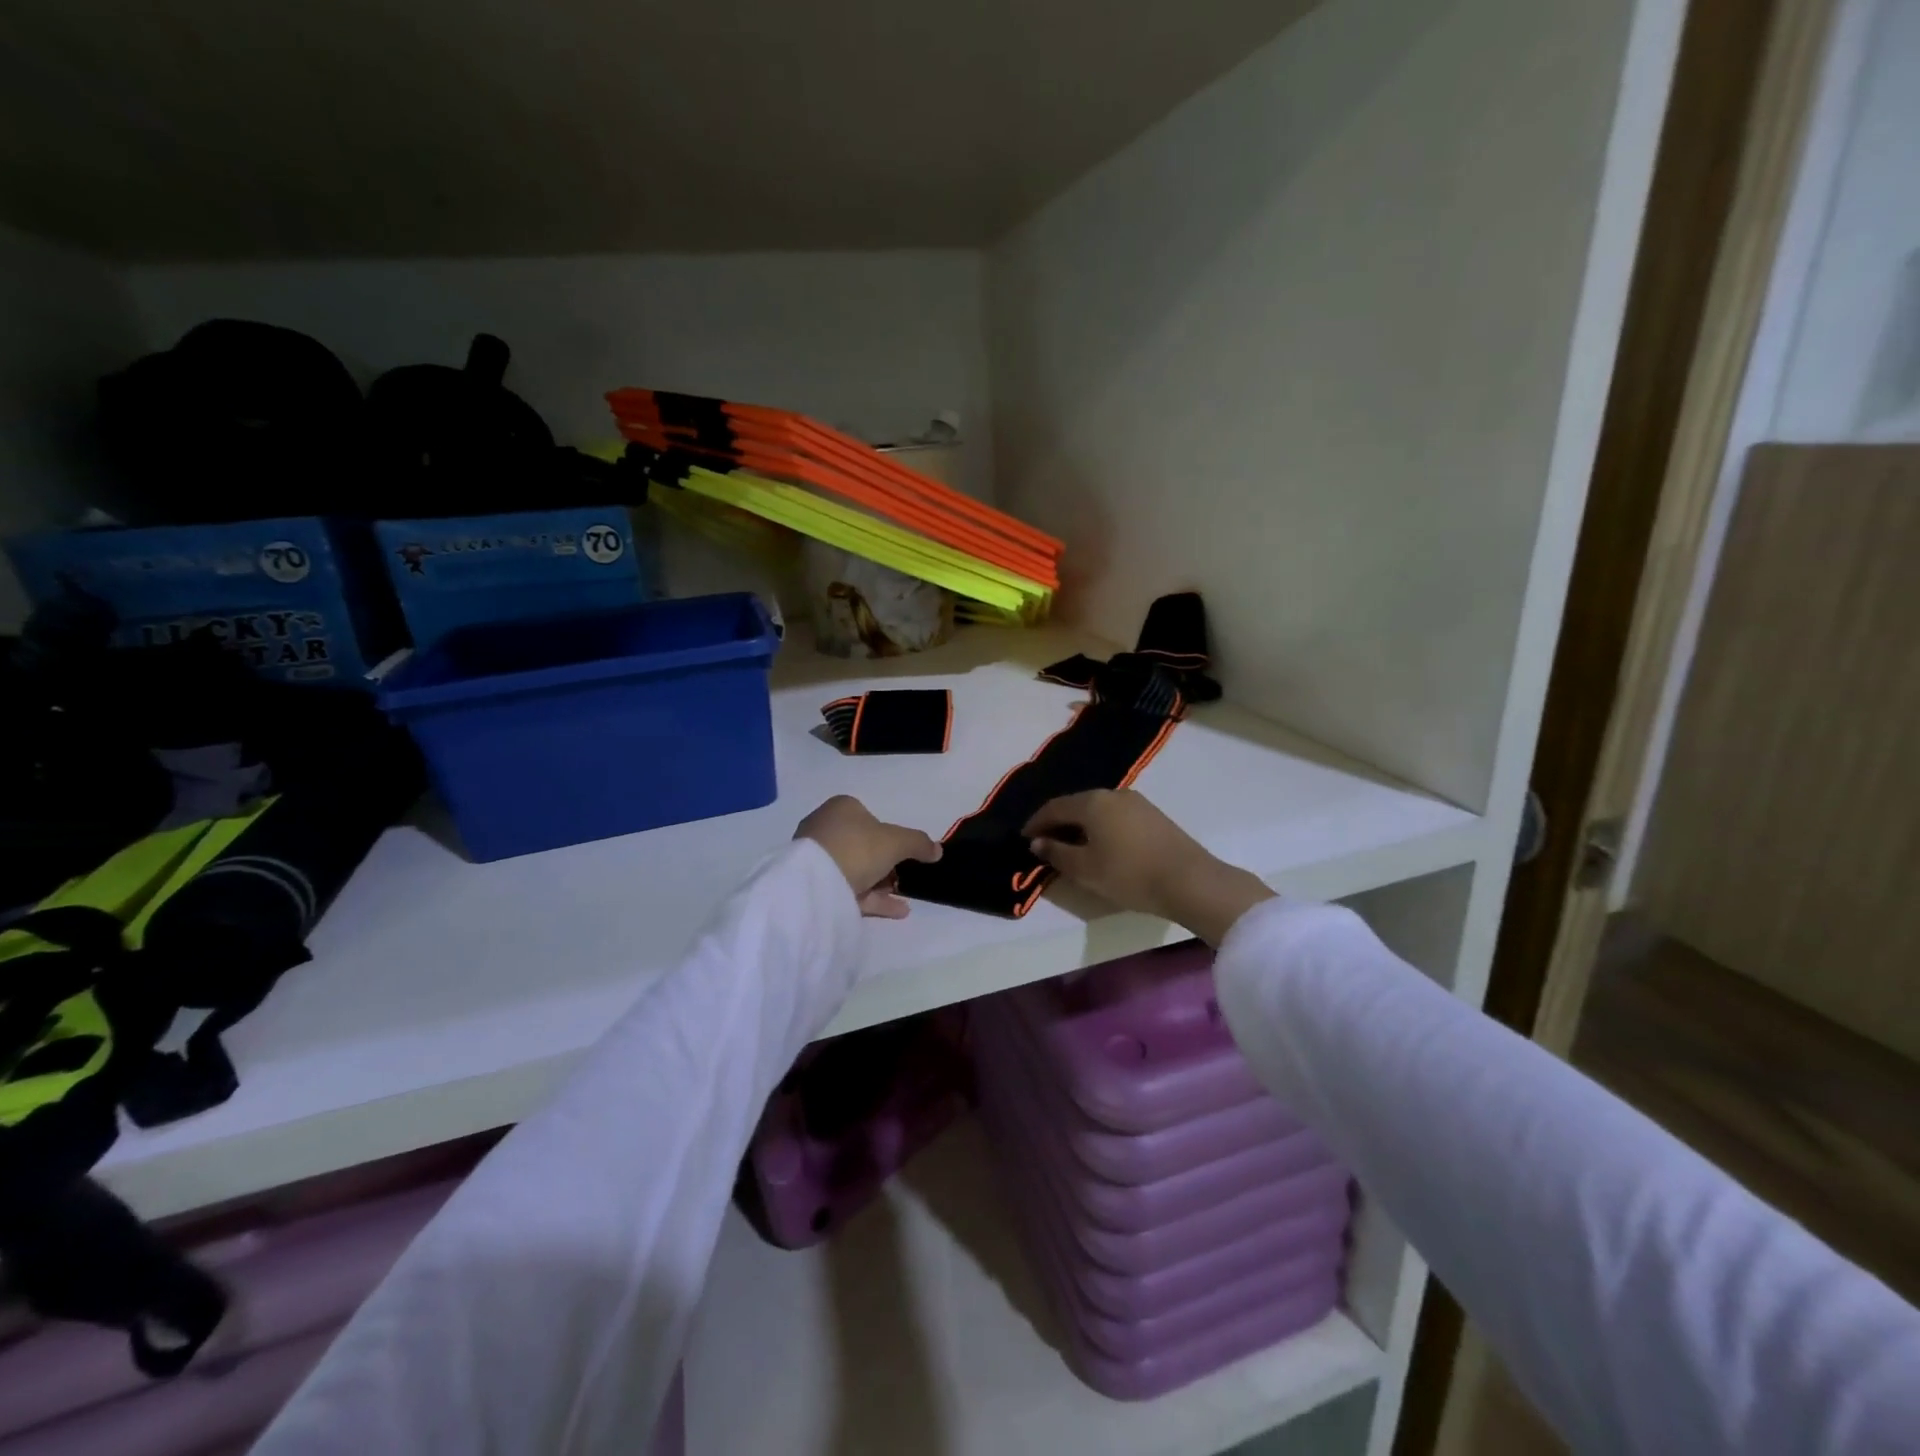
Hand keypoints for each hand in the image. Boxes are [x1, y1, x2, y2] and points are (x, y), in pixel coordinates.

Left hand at [796, 796, 941, 919]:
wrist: (815, 883)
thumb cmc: (857, 847)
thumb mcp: (896, 841)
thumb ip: (919, 843)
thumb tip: (937, 850)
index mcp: (842, 808)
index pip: (870, 818)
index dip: (890, 837)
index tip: (905, 855)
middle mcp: (825, 827)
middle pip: (863, 846)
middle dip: (886, 865)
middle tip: (905, 879)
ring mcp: (816, 857)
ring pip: (856, 870)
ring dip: (881, 884)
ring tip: (904, 900)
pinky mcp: (813, 884)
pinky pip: (848, 890)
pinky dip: (872, 898)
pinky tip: (897, 911)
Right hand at [1022, 789, 1273, 944]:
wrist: (1189, 880)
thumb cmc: (1129, 874)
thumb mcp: (1085, 869)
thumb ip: (1057, 853)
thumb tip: (1037, 842)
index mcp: (1091, 802)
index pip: (1053, 807)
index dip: (1035, 823)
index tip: (1024, 838)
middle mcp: (1112, 793)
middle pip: (1076, 805)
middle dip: (1057, 823)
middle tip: (1045, 843)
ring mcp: (1136, 802)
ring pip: (1097, 809)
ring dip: (1080, 825)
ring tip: (1072, 847)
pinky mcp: (1153, 814)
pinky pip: (1115, 816)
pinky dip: (1101, 827)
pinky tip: (1101, 846)